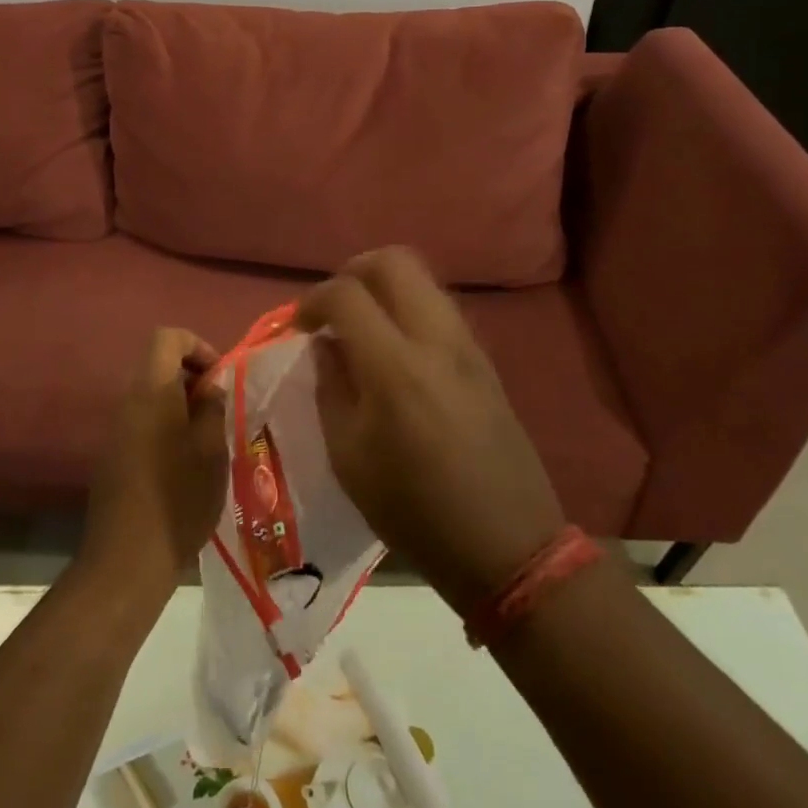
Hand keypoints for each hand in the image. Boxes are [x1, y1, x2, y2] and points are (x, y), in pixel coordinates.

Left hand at [81, 329, 228, 594]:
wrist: (128, 559)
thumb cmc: (178, 497)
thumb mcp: (210, 449)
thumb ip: (212, 407)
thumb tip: (211, 387)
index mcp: (150, 390)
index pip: (167, 337)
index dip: (197, 346)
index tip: (220, 378)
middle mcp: (127, 400)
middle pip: (158, 364)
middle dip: (193, 377)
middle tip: (220, 409)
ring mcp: (116, 428)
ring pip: (151, 395)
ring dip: (181, 404)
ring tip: (209, 438)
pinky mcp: (113, 454)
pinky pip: (142, 421)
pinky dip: (166, 425)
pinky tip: (187, 462)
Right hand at [299, 248, 565, 616]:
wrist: (507, 546)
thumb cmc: (414, 510)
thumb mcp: (348, 457)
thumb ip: (330, 388)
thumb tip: (325, 345)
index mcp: (395, 367)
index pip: (346, 294)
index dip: (313, 300)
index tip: (300, 326)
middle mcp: (436, 340)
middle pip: (394, 261)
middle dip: (353, 271)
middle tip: (334, 307)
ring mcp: (468, 346)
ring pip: (423, 280)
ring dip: (384, 287)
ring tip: (362, 326)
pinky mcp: (485, 361)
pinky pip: (440, 308)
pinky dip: (409, 309)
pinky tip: (395, 349)